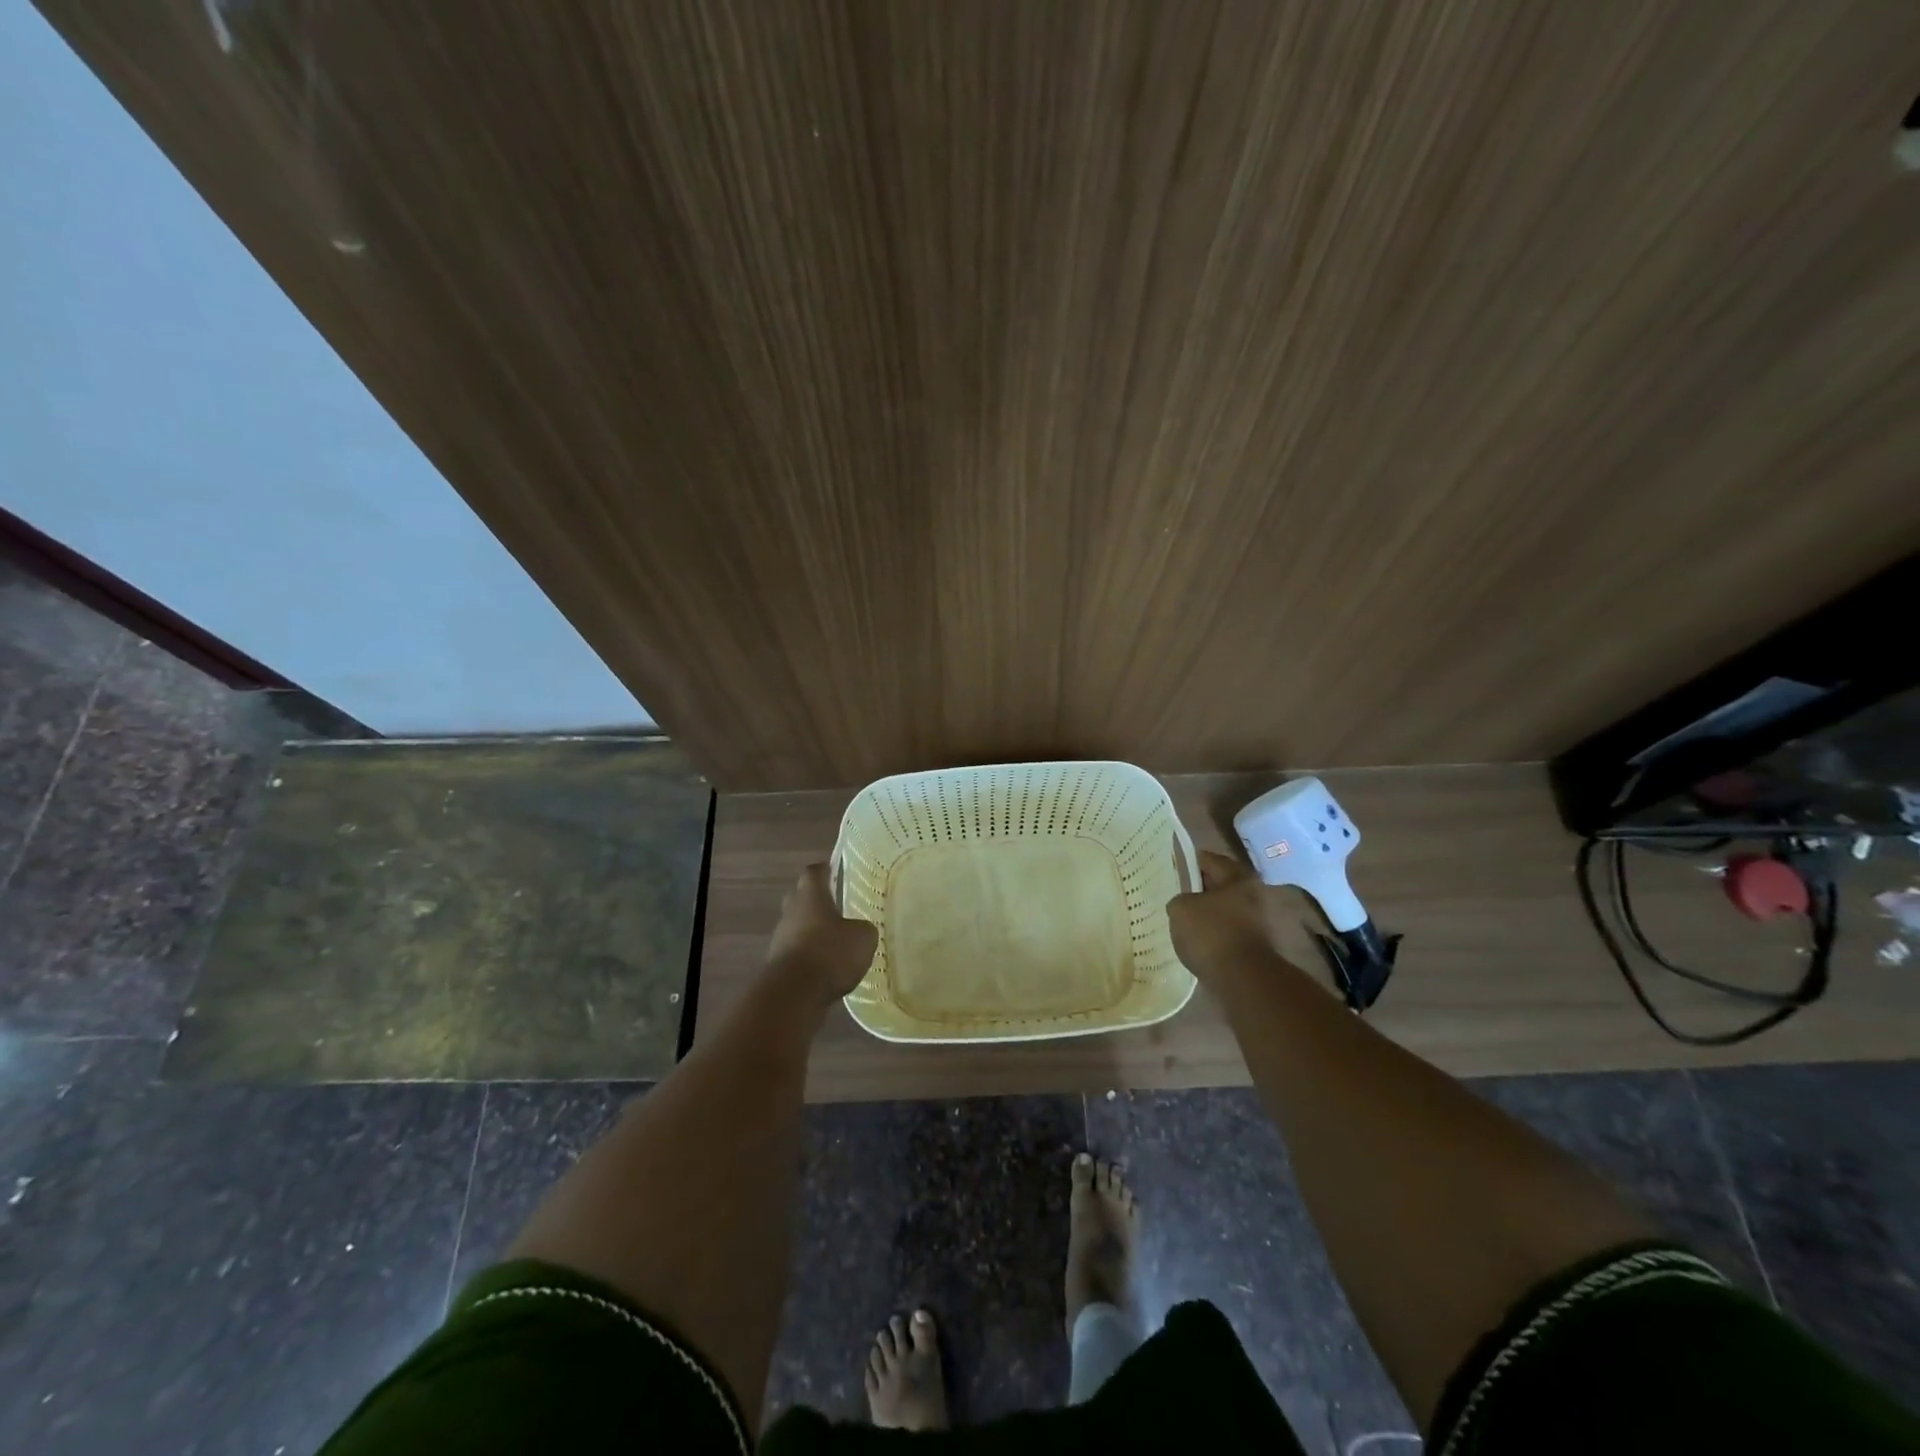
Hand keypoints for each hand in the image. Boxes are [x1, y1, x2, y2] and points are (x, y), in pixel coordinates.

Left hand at [765, 863, 879, 1001]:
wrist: (794, 993)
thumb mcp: (863, 937)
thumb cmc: (830, 953)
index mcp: (811, 896)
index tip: (835, 868)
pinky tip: (825, 964)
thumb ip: (863, 928)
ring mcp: (781, 938)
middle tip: (835, 903)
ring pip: (796, 924)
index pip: (814, 872)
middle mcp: (792, 911)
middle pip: (799, 896)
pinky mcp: (778, 964)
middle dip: (815, 898)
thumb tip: (860, 929)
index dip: (825, 869)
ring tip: (834, 938)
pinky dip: (809, 953)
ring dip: (811, 929)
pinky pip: (796, 950)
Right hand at [1167, 850, 1279, 980]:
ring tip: (1185, 918)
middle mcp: (1255, 896)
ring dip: (1210, 913)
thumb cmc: (1212, 933)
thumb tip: (1184, 905)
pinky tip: (1198, 940)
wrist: (1243, 980)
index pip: (1212, 860)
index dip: (1193, 860)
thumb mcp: (1181, 908)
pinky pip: (1229, 933)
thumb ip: (1179, 900)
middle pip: (1223, 886)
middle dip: (1202, 888)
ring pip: (1227, 911)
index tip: (1177, 863)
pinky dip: (1215, 933)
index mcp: (1239, 878)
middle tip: (1179, 891)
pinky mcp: (1256, 948)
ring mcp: (1259, 924)